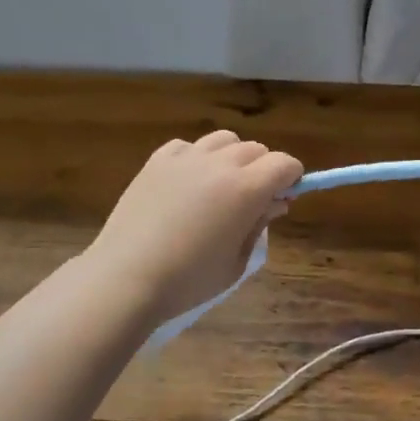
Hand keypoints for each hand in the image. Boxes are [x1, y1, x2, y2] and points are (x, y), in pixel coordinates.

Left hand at [86, 130, 303, 323]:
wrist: (127, 277)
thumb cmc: (189, 280)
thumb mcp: (236, 262)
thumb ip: (258, 226)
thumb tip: (274, 203)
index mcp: (246, 189)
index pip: (285, 163)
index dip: (292, 177)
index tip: (285, 196)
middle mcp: (220, 164)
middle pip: (256, 149)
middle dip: (264, 169)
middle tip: (253, 199)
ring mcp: (186, 158)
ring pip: (224, 140)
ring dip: (232, 157)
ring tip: (221, 185)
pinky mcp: (157, 160)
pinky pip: (189, 146)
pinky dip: (197, 158)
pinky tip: (188, 183)